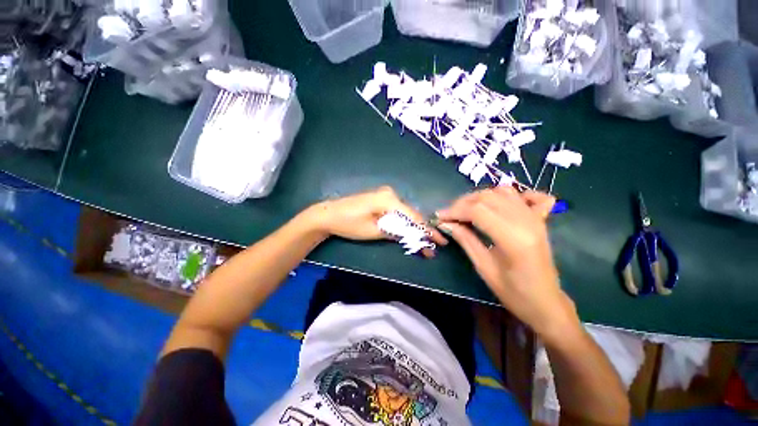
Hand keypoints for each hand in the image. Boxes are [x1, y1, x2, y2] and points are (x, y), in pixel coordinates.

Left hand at [306, 186, 447, 256]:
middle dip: (421, 232)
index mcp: (389, 199)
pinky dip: (403, 224)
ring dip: (413, 229)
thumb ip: (397, 231)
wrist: (328, 215)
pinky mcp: (380, 200)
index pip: (414, 217)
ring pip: (405, 214)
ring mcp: (385, 196)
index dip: (427, 231)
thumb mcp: (374, 231)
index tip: (439, 242)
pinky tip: (410, 232)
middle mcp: (390, 194)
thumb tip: (416, 236)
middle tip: (432, 247)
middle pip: (411, 215)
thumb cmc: (349, 224)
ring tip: (423, 243)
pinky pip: (397, 212)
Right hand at [436, 186, 580, 343]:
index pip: (477, 211)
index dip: (454, 211)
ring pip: (502, 192)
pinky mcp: (540, 219)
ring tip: (466, 209)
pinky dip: (510, 194)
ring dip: (480, 197)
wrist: (546, 302)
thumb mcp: (484, 268)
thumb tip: (445, 224)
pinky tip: (498, 202)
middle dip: (463, 203)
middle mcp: (527, 221)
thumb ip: (465, 240)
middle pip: (488, 197)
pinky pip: (527, 195)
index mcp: (514, 238)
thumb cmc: (514, 293)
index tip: (439, 217)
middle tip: (449, 215)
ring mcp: (535, 217)